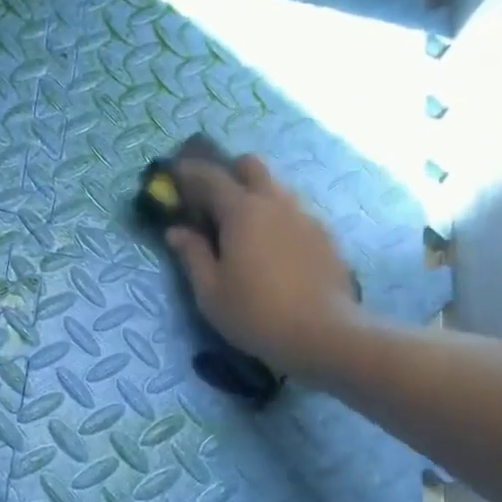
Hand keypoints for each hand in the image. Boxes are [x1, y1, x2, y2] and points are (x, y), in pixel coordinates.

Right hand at [165, 155, 359, 378]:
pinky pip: (296, 214)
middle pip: (252, 166)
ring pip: (277, 189)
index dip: (189, 172)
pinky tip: (275, 250)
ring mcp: (306, 216)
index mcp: (242, 211)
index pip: (210, 177)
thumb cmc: (255, 314)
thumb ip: (192, 255)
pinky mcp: (326, 236)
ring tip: (245, 229)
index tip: (175, 174)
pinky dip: (279, 220)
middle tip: (214, 201)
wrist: (324, 334)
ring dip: (257, 197)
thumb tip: (176, 231)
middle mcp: (276, 202)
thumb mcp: (210, 292)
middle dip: (230, 173)